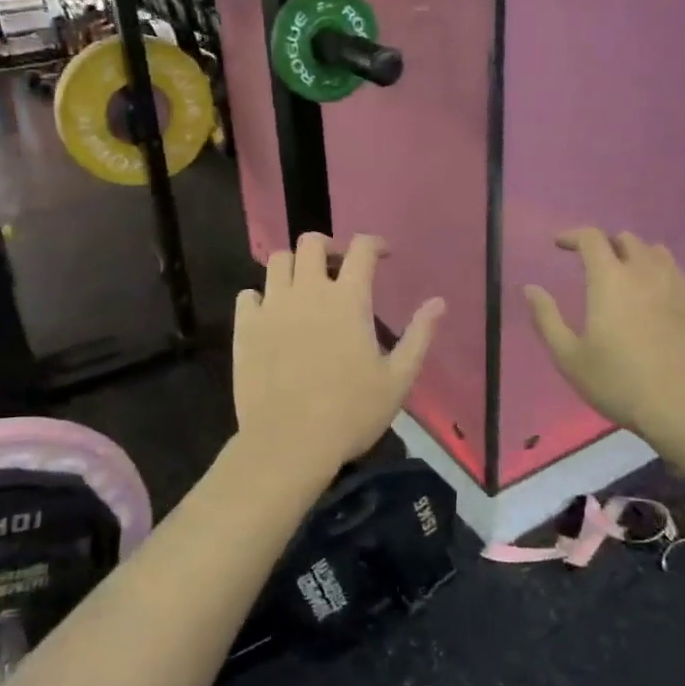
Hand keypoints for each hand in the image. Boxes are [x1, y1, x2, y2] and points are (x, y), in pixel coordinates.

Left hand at [233, 234, 444, 473]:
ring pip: (278, 261)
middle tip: (338, 268)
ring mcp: (272, 307)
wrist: (289, 443)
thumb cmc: (351, 413)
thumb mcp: (398, 379)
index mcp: (348, 300)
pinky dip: (261, 297)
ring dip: (295, 266)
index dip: (375, 243)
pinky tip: (272, 315)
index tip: (382, 255)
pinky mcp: (246, 328)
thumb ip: (419, 335)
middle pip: (312, 243)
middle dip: (329, 246)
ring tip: (304, 288)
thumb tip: (438, 301)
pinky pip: (248, 295)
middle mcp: (308, 291)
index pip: (362, 249)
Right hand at [524, 228, 684, 439]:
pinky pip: (680, 279)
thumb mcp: (569, 357)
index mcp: (611, 279)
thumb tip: (531, 288)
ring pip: (658, 255)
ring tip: (628, 279)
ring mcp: (681, 287)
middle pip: (627, 240)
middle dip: (607, 245)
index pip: (592, 238)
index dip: (573, 235)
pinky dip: (662, 281)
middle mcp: (647, 273)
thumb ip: (546, 318)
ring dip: (637, 258)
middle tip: (594, 265)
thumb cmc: (619, 382)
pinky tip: (658, 307)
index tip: (560, 245)